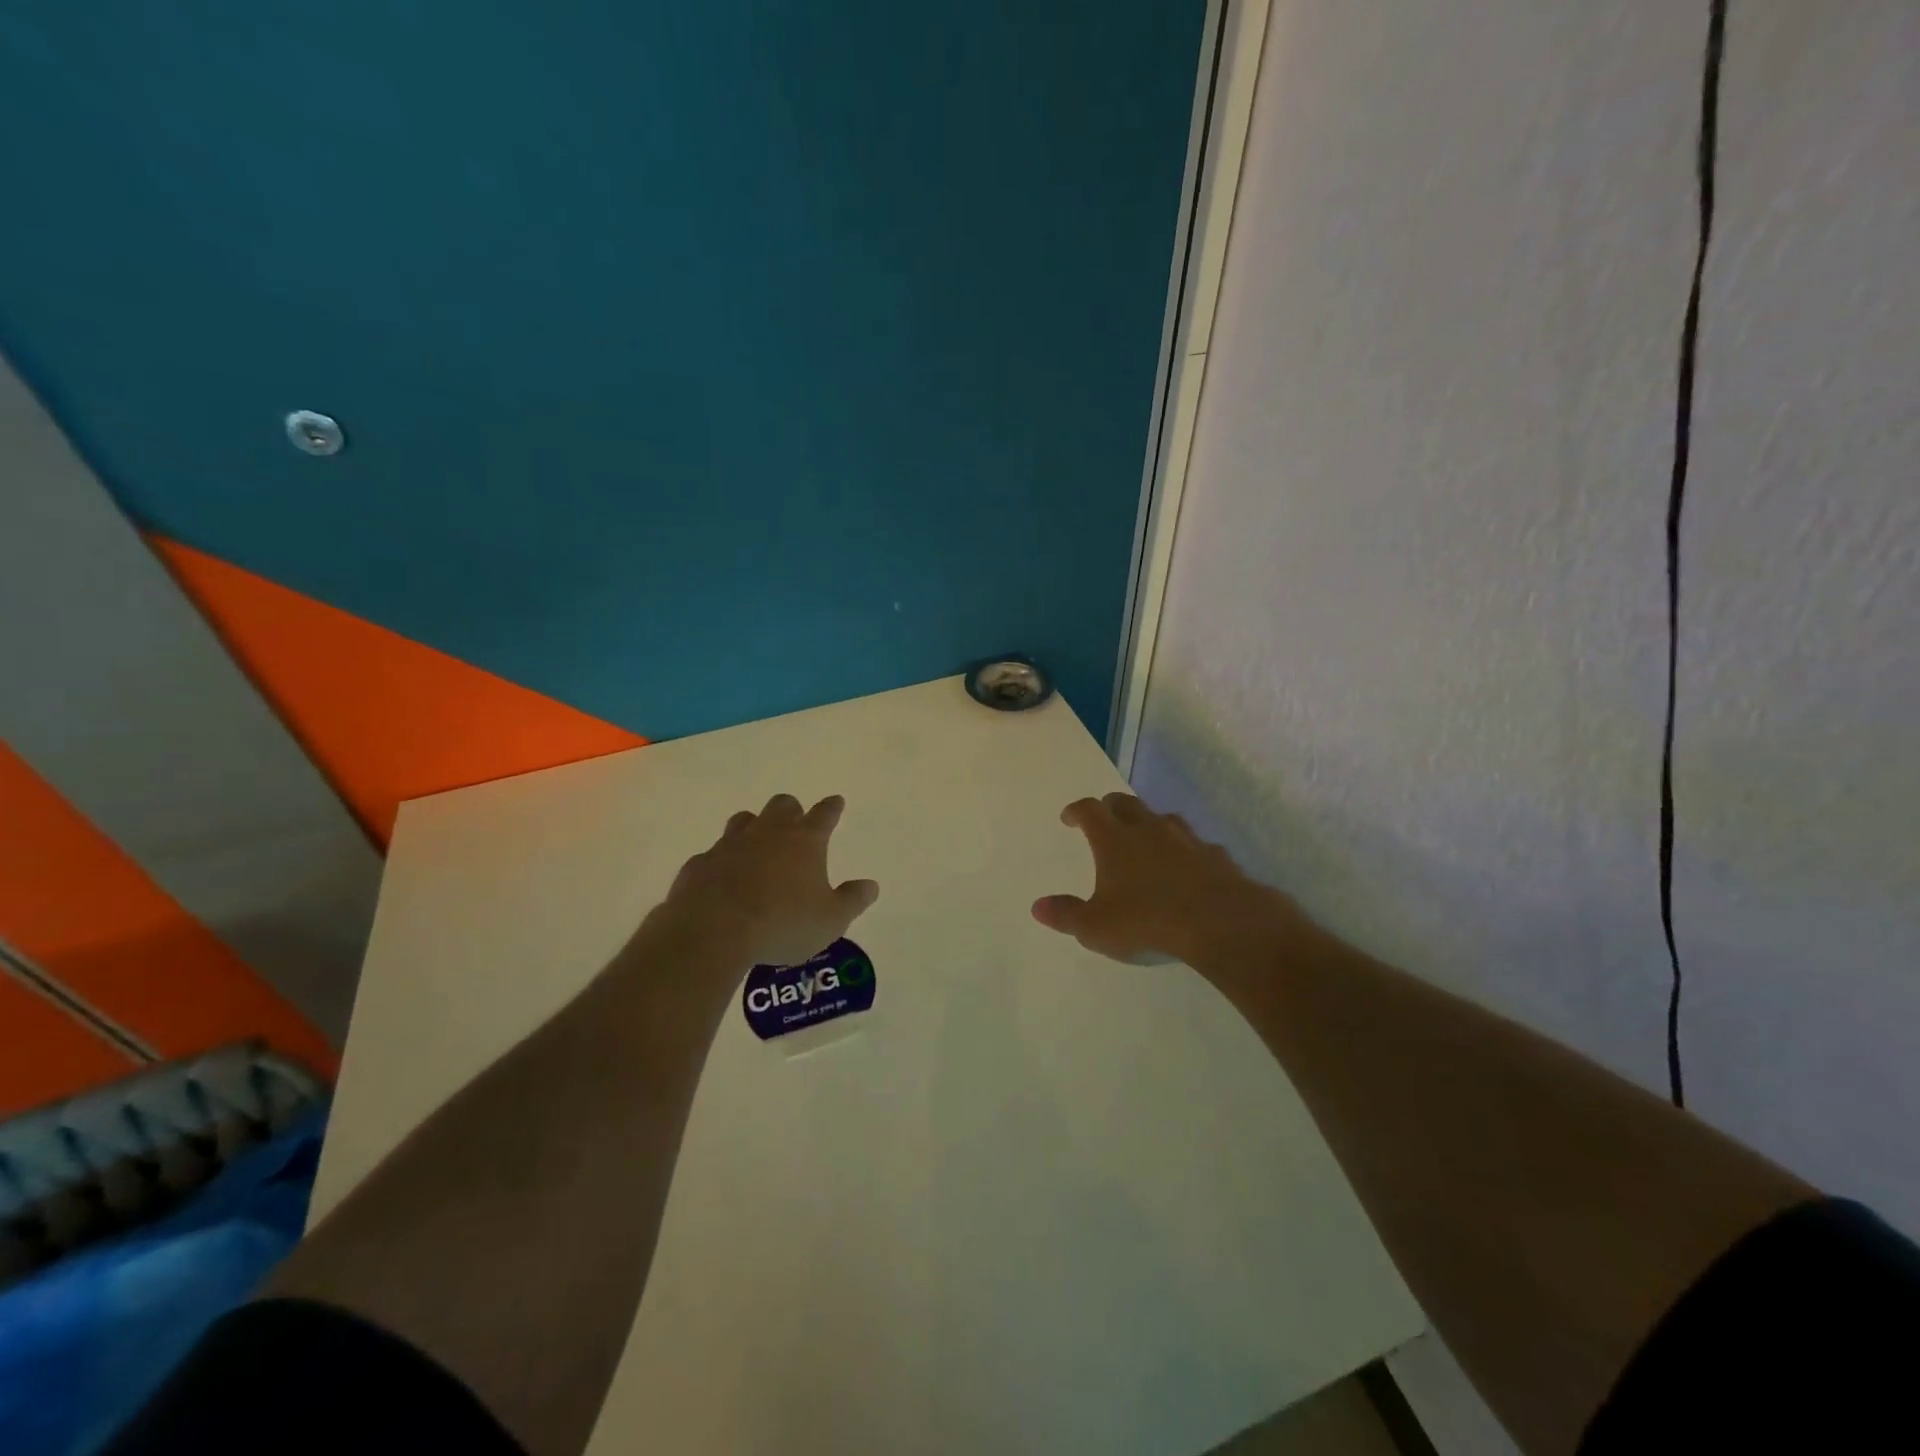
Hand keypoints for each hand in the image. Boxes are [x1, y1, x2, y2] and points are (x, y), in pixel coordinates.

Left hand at [659, 794, 878, 968]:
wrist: (713, 931)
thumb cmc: (782, 923)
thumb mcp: (831, 920)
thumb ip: (853, 900)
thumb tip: (871, 885)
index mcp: (804, 841)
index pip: (824, 814)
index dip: (832, 808)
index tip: (836, 801)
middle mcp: (768, 833)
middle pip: (782, 805)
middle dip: (791, 811)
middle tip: (795, 824)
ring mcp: (730, 845)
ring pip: (744, 820)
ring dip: (753, 827)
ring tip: (757, 844)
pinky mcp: (700, 864)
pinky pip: (713, 854)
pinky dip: (722, 861)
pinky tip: (722, 878)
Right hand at [1032, 793, 1292, 968]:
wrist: (1221, 923)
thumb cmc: (1148, 922)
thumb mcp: (1096, 927)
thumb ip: (1067, 914)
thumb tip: (1038, 906)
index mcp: (1114, 839)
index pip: (1090, 810)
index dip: (1077, 811)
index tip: (1069, 818)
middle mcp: (1149, 829)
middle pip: (1126, 803)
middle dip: (1111, 808)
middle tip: (1104, 821)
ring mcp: (1186, 839)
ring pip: (1163, 818)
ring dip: (1150, 824)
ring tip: (1145, 840)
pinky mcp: (1216, 856)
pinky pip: (1196, 846)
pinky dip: (1186, 852)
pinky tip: (1189, 869)